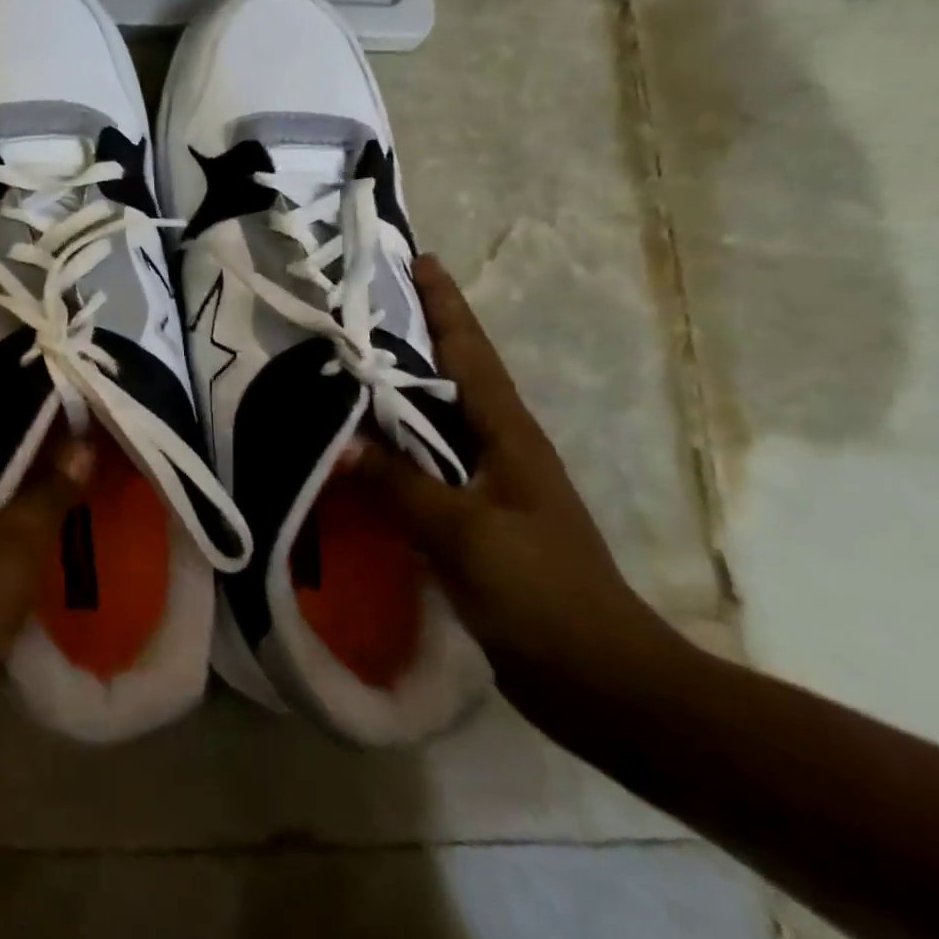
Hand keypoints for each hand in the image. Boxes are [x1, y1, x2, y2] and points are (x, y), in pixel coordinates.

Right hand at [360, 255, 680, 708]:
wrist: (599, 679)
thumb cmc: (541, 591)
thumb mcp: (464, 531)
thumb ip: (400, 482)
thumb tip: (339, 439)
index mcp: (509, 434)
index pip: (471, 352)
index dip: (445, 304)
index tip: (417, 259)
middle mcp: (499, 447)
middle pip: (451, 375)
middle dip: (414, 335)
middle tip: (358, 307)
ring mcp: (487, 485)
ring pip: (433, 421)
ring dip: (397, 391)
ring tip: (345, 365)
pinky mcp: (472, 520)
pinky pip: (422, 466)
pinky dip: (391, 446)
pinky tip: (356, 446)